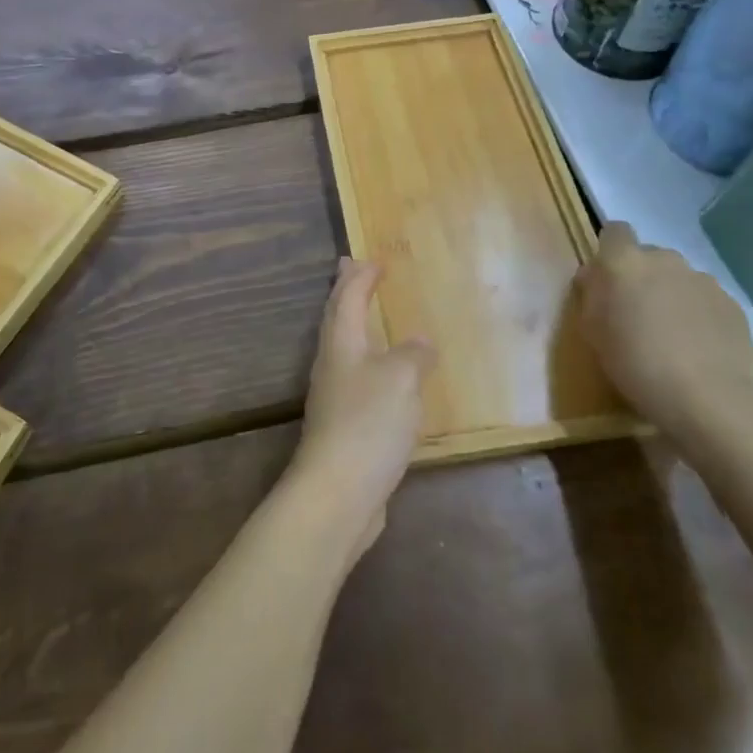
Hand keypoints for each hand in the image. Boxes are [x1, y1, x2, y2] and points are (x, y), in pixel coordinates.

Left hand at [287, 259, 434, 556]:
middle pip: (337, 317)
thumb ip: (413, 355)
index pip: (347, 297)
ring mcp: (334, 396)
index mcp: (341, 342)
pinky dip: (369, 363)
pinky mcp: (343, 426)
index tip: (371, 259)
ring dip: (355, 325)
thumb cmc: (368, 423)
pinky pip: (356, 379)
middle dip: (346, 292)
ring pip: (345, 347)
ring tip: (369, 316)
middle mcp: (332, 363)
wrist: (338, 493)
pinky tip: (384, 377)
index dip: (359, 276)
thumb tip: (420, 342)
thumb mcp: (401, 379)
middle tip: (351, 269)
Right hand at [575, 221, 752, 441]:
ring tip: (673, 336)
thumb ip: (591, 293)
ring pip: (679, 279)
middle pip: (649, 256)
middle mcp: (665, 260)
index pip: (615, 231)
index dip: (611, 250)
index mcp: (624, 261)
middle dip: (643, 277)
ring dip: (672, 295)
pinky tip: (699, 348)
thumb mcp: (591, 329)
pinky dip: (700, 315)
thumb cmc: (634, 362)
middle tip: (638, 314)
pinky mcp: (732, 304)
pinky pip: (706, 300)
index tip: (608, 279)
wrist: (707, 398)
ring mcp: (703, 280)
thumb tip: (596, 276)